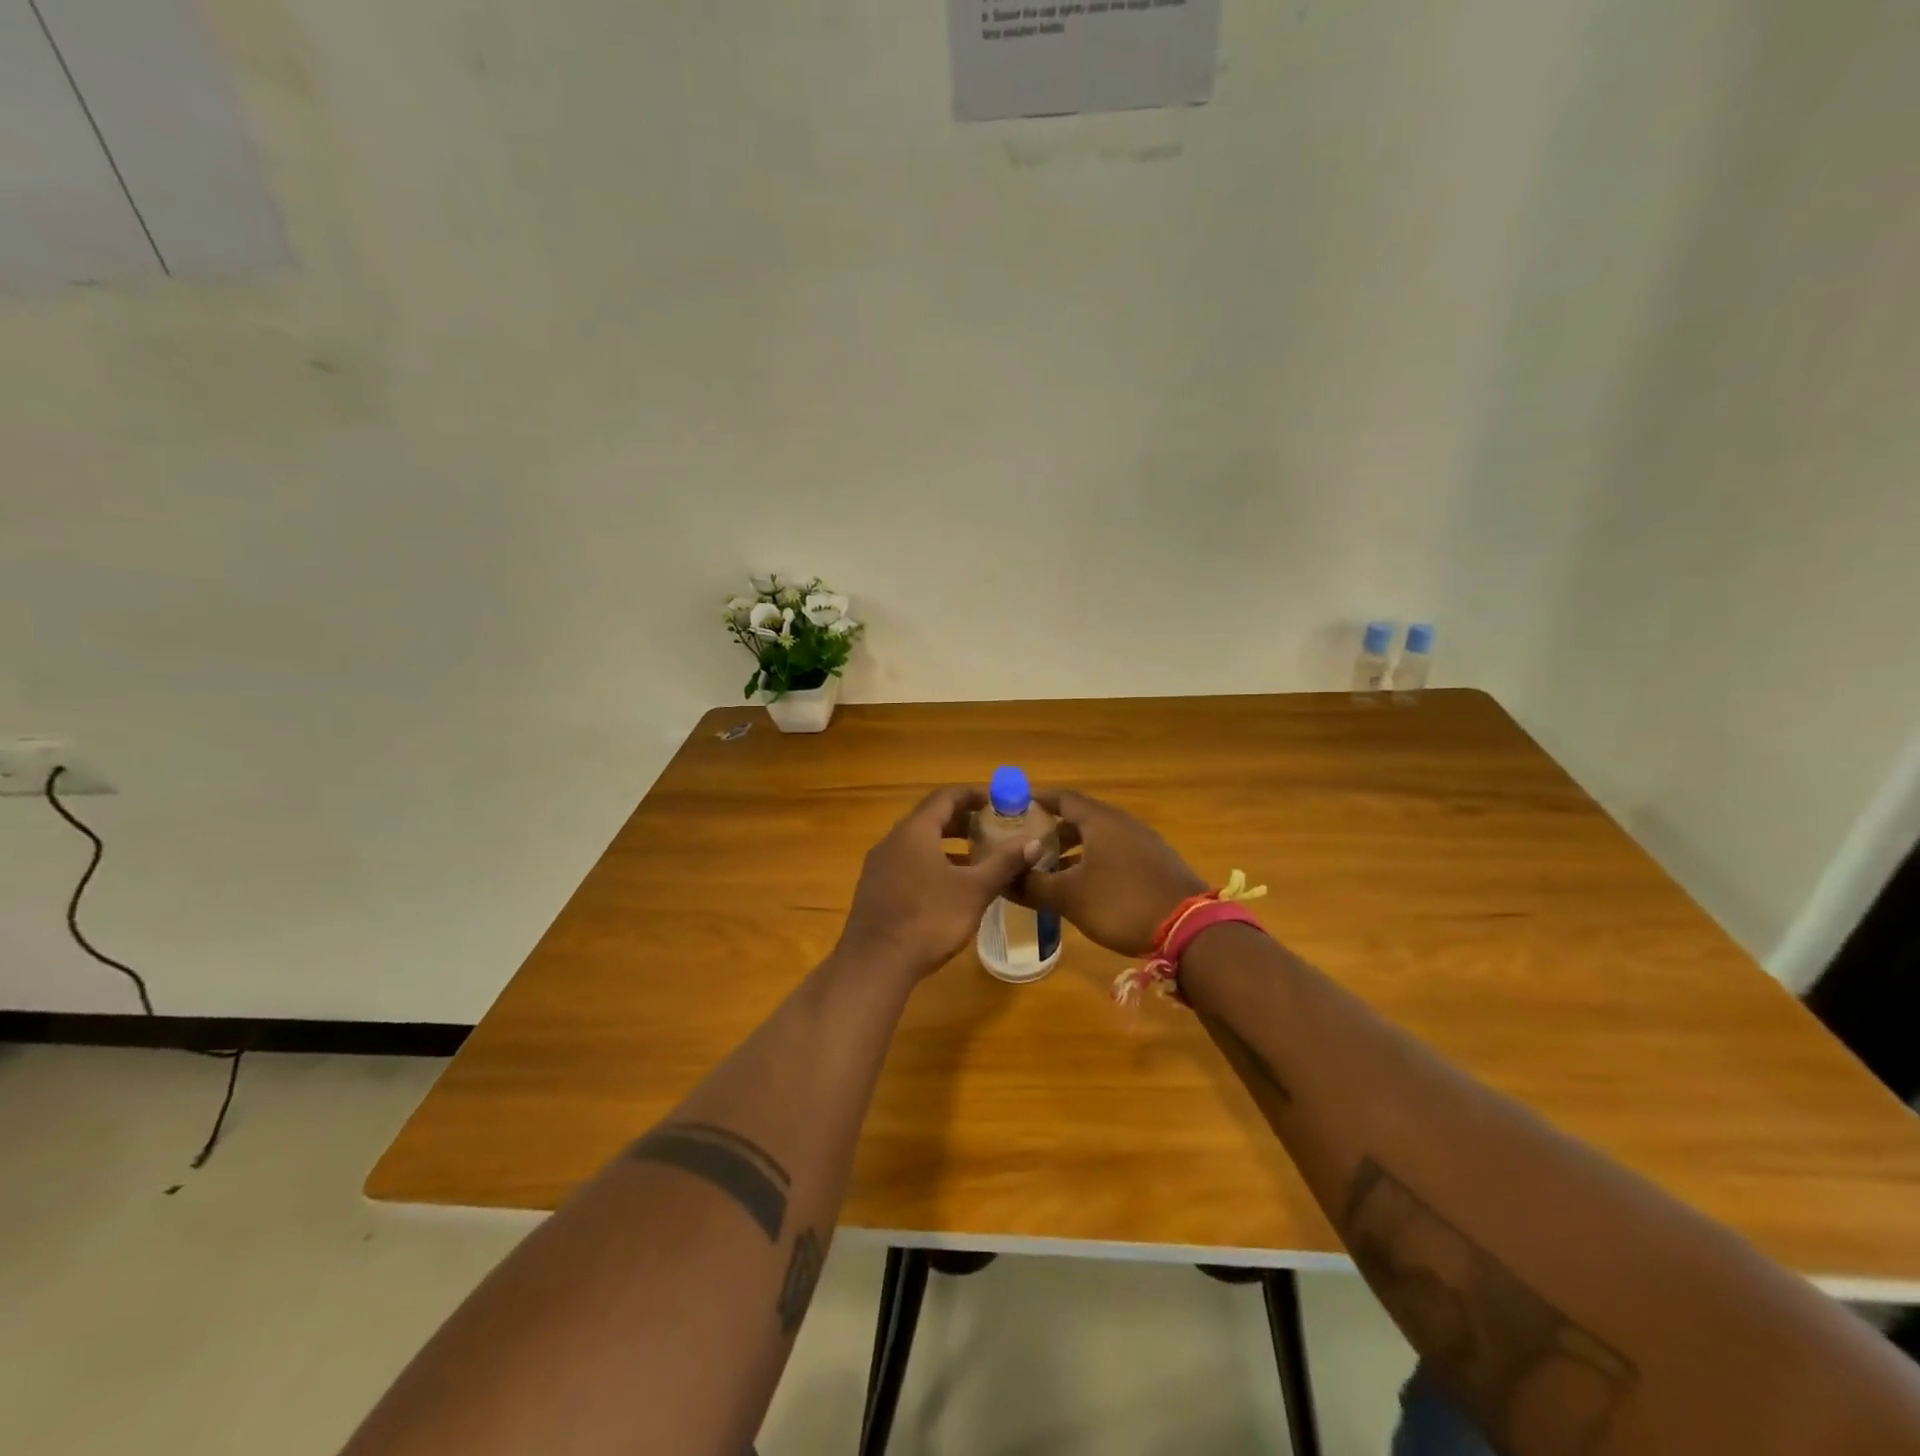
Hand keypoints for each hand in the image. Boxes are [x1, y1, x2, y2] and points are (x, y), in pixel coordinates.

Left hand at [834, 786, 1042, 981]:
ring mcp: (879, 864)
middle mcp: (893, 840)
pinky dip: (931, 862)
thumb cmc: (928, 920)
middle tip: (992, 828)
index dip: (972, 794)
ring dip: (947, 843)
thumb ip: (1004, 863)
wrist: (875, 964)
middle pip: (930, 818)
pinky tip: (949, 885)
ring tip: (976, 856)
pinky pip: (907, 862)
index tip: (997, 801)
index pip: (945, 797)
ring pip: (918, 842)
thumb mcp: (974, 891)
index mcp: (915, 831)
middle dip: (962, 820)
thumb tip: (1032, 842)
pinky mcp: (875, 887)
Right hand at [1017, 790, 1205, 955]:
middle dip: (1052, 828)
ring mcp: (1144, 843)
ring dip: (1073, 847)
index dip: (1037, 799)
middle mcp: (1123, 823)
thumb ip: (1034, 886)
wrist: (1190, 929)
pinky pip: (1116, 852)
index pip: (1063, 798)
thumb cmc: (1122, 903)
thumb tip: (1003, 880)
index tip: (1013, 805)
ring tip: (1049, 867)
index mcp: (1100, 821)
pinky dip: (1094, 860)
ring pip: (1099, 837)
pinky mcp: (1156, 864)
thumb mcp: (1070, 897)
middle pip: (1081, 816)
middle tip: (1026, 841)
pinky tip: (1084, 885)